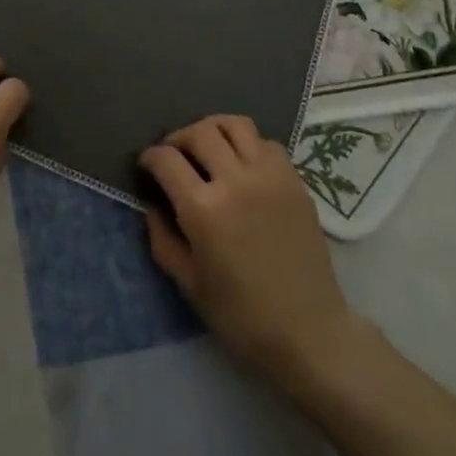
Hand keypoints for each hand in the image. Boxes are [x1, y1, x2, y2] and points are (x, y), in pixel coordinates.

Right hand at [141, 115, 356, 381]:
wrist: (308, 330)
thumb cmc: (241, 315)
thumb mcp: (188, 284)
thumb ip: (162, 239)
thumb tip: (152, 206)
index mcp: (203, 209)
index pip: (166, 159)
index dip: (150, 157)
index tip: (147, 166)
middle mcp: (235, 181)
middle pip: (200, 132)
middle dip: (178, 138)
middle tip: (174, 156)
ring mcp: (270, 176)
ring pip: (236, 124)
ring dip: (214, 130)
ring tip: (208, 149)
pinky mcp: (294, 180)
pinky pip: (266, 143)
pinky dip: (247, 144)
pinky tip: (242, 166)